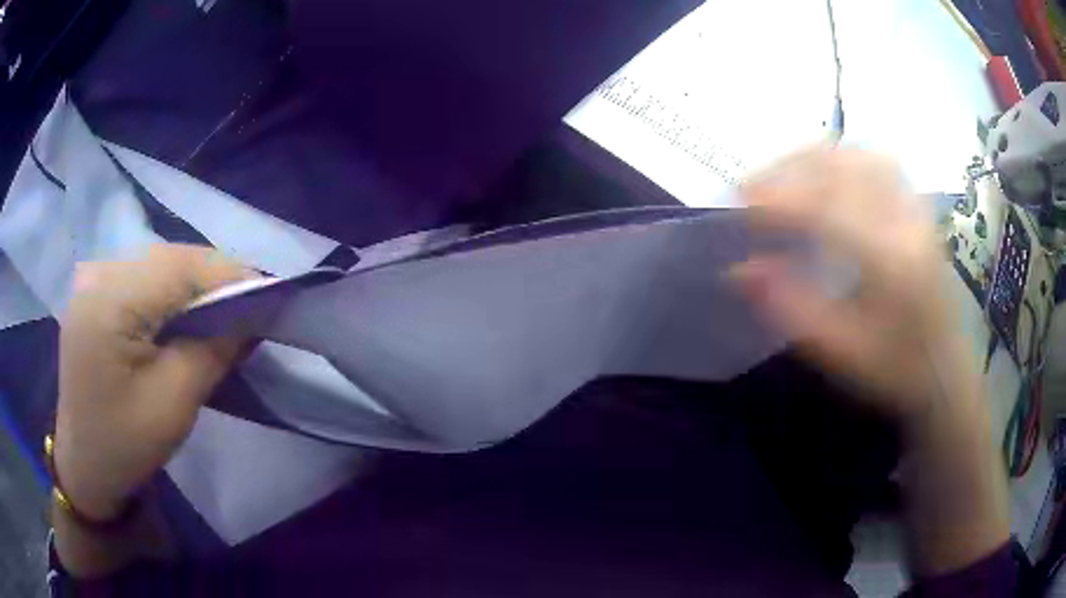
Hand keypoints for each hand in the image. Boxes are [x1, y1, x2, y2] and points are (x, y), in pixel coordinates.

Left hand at [55, 244, 251, 520]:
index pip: (181, 266)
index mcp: (109, 301)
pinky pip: (143, 274)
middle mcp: (99, 273)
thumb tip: (251, 315)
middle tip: (250, 309)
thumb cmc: (125, 444)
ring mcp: (94, 277)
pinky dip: (172, 289)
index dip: (230, 275)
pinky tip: (184, 313)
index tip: (271, 297)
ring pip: (159, 262)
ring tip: (223, 311)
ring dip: (195, 283)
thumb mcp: (174, 404)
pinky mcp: (96, 289)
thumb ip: (213, 350)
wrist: (85, 463)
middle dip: (214, 279)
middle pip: (170, 258)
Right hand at [734, 147, 970, 423]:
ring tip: (784, 177)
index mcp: (891, 264)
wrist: (948, 373)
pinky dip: (842, 158)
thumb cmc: (897, 371)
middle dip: (789, 168)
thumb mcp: (842, 354)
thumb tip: (739, 271)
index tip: (738, 204)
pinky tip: (826, 175)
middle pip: (843, 167)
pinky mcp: (918, 207)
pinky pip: (877, 162)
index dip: (778, 199)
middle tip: (753, 188)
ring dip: (814, 158)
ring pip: (859, 155)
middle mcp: (906, 223)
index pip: (827, 209)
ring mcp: (916, 209)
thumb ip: (792, 310)